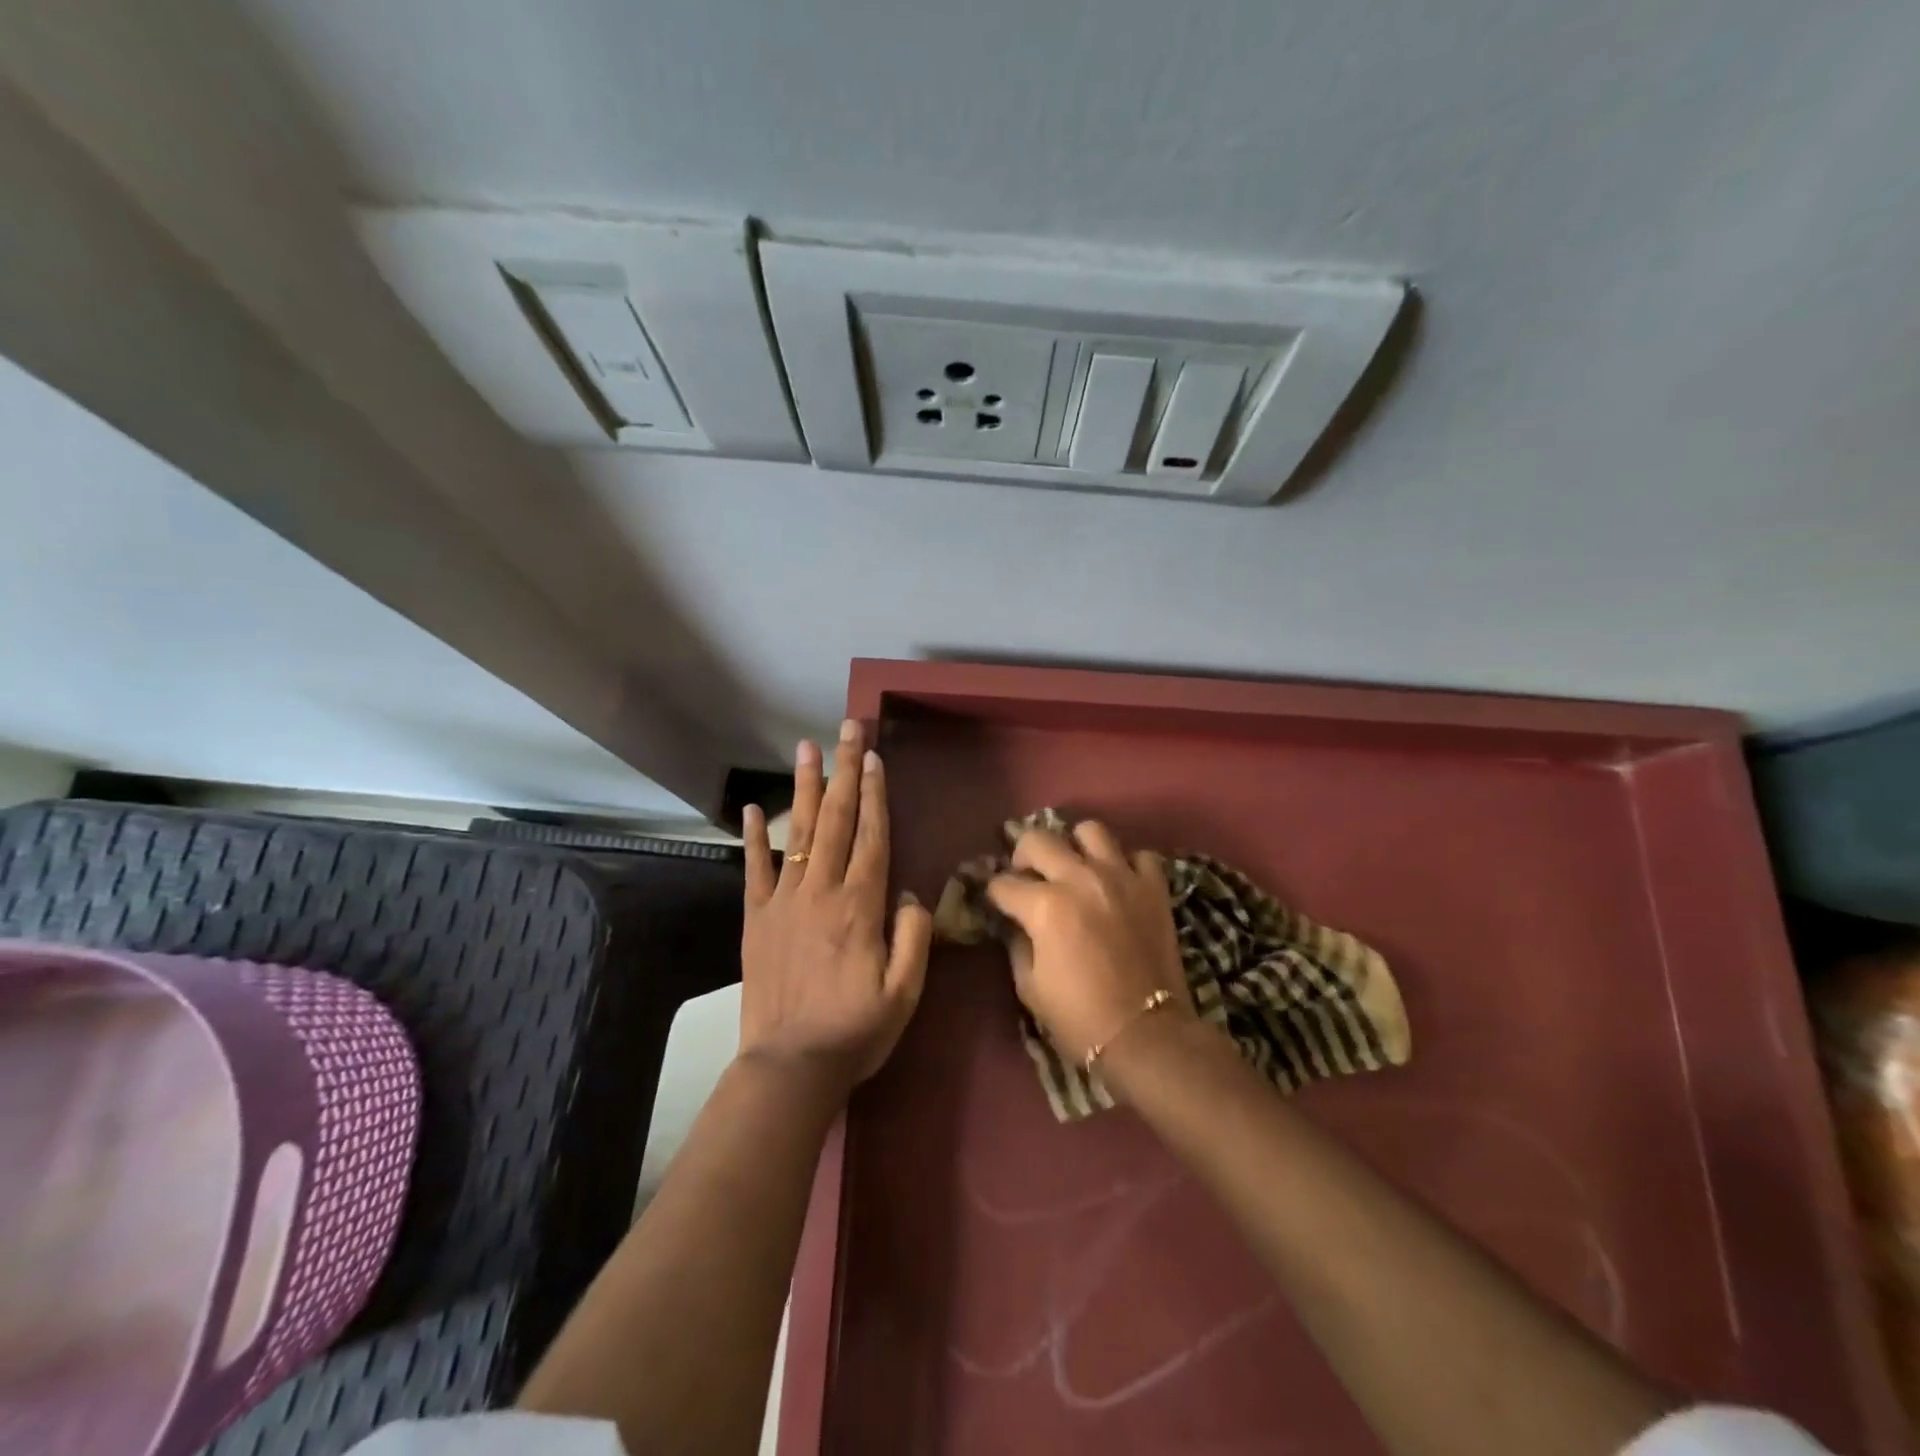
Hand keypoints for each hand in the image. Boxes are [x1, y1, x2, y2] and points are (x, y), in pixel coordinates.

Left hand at [739, 721, 932, 1096]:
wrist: (790, 1067)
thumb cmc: (856, 1031)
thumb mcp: (905, 992)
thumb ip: (913, 937)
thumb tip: (910, 894)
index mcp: (860, 906)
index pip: (872, 836)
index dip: (875, 793)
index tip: (873, 757)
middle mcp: (822, 891)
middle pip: (837, 820)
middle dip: (844, 771)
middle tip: (847, 730)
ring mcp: (784, 901)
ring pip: (799, 832)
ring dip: (805, 787)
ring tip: (807, 747)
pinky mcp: (756, 919)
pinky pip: (754, 870)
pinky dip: (754, 837)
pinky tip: (754, 807)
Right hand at [986, 820, 1193, 1064]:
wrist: (1147, 1035)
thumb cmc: (1080, 1018)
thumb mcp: (1030, 987)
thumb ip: (1018, 945)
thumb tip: (1016, 924)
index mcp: (1045, 905)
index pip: (1003, 883)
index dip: (994, 894)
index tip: (997, 903)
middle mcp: (1080, 878)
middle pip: (1038, 840)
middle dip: (1022, 856)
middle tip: (1028, 876)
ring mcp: (1121, 877)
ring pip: (1090, 831)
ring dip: (1076, 846)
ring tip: (1075, 868)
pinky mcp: (1154, 887)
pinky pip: (1138, 855)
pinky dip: (1125, 864)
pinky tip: (1118, 883)